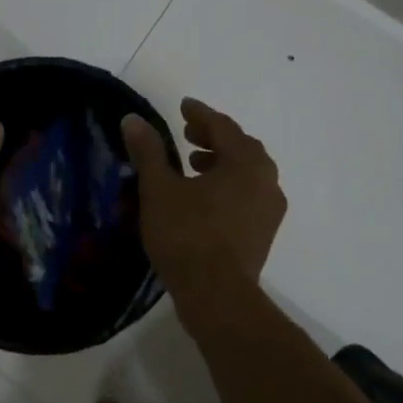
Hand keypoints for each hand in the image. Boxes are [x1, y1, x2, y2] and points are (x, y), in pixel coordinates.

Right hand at [122, 98, 285, 293]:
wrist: (217, 296)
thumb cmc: (187, 235)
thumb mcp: (159, 189)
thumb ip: (148, 151)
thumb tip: (133, 120)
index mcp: (245, 162)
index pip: (223, 126)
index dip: (200, 114)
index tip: (183, 106)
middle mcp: (266, 180)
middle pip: (240, 147)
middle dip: (213, 137)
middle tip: (187, 135)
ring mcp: (269, 209)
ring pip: (247, 173)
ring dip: (221, 162)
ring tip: (192, 166)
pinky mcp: (264, 234)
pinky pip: (248, 195)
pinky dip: (228, 186)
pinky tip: (204, 199)